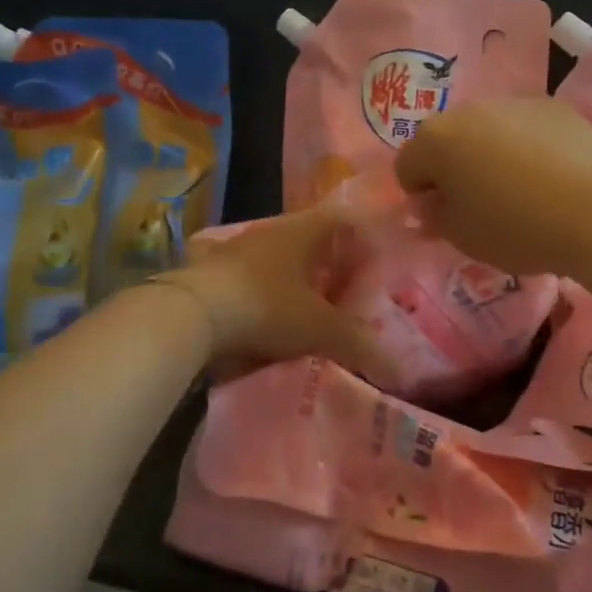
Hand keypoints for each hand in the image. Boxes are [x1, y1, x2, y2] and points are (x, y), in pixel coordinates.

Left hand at [158, 206, 384, 376]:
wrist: (191, 313)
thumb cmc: (267, 307)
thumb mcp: (319, 329)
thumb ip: (358, 345)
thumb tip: (399, 370)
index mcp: (303, 233)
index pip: (342, 220)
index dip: (361, 237)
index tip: (374, 262)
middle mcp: (270, 233)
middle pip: (309, 239)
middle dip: (328, 263)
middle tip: (346, 291)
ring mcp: (236, 250)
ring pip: (276, 258)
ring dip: (292, 278)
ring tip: (307, 307)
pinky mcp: (210, 271)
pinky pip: (247, 277)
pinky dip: (261, 292)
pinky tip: (264, 316)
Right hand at [393, 98, 591, 274]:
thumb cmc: (516, 228)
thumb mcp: (463, 237)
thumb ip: (434, 218)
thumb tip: (428, 206)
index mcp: (436, 140)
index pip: (407, 166)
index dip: (421, 196)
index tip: (446, 219)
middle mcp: (469, 110)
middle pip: (446, 141)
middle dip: (453, 170)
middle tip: (479, 206)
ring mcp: (515, 103)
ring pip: (487, 131)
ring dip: (489, 156)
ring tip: (521, 193)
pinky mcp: (556, 107)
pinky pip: (526, 129)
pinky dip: (527, 148)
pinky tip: (552, 179)